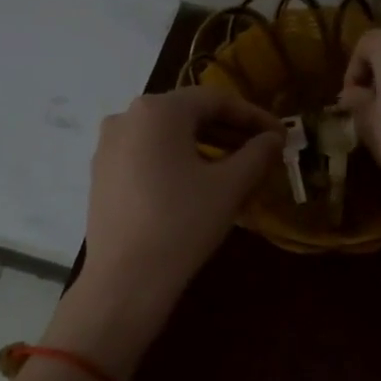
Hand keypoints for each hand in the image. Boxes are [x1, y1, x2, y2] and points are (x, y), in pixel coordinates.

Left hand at [58, 89, 283, 373]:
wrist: (126, 279)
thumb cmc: (182, 224)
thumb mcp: (229, 186)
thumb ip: (257, 154)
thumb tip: (273, 138)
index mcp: (157, 110)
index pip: (215, 100)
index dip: (252, 116)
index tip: (279, 135)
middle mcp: (126, 117)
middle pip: (187, 114)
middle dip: (228, 130)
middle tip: (260, 150)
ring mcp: (108, 146)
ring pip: (165, 135)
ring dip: (203, 145)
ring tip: (234, 167)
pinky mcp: (101, 174)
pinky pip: (146, 155)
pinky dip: (176, 160)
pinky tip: (196, 183)